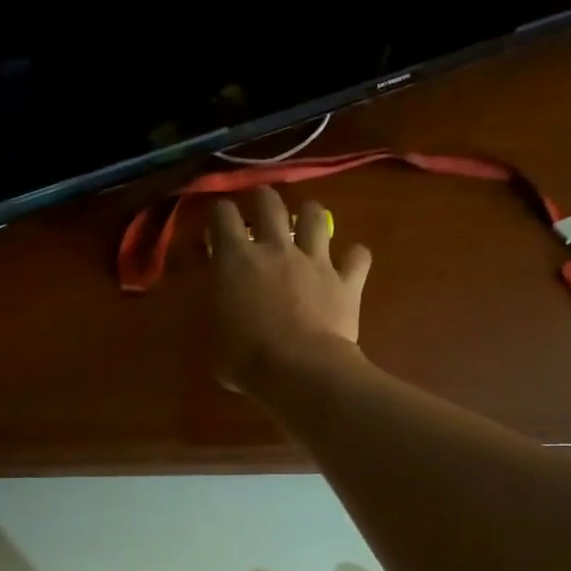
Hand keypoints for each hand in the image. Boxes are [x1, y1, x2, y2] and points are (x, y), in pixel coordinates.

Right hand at [209, 187, 371, 393]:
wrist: (301, 372)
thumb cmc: (246, 359)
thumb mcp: (213, 338)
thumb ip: (217, 314)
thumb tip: (221, 315)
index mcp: (235, 260)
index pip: (222, 215)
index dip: (218, 213)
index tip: (216, 222)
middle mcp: (275, 248)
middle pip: (269, 202)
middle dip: (262, 198)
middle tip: (259, 205)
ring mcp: (314, 260)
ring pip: (315, 215)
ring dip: (309, 214)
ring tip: (306, 222)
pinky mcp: (345, 280)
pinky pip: (357, 256)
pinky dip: (354, 257)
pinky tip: (349, 262)